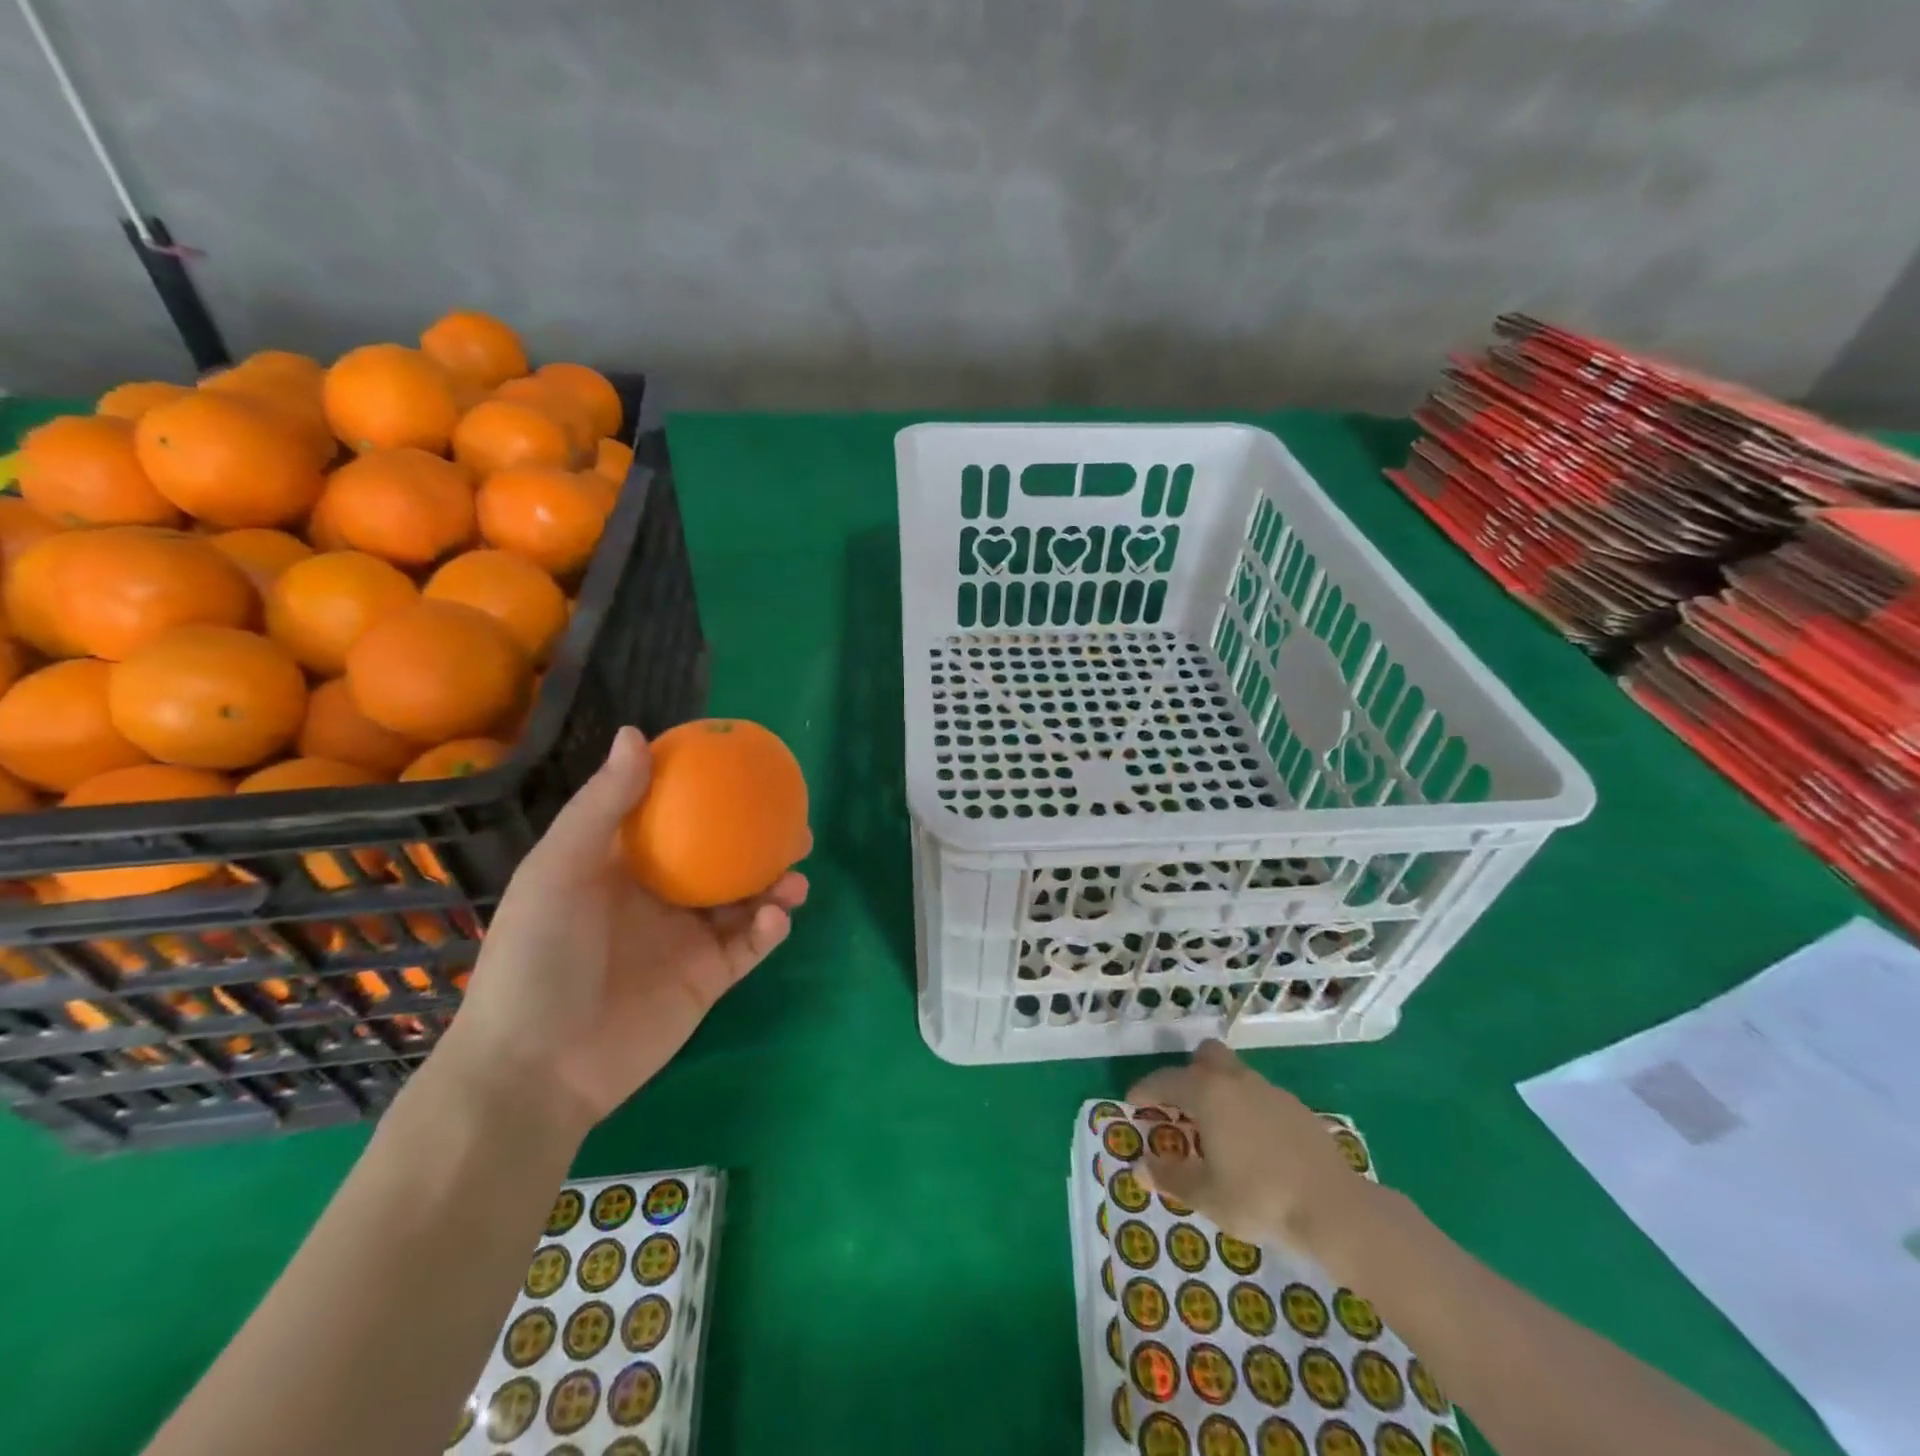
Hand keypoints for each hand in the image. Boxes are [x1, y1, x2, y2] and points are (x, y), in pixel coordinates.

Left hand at [439, 726, 807, 1137]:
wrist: (537, 1066)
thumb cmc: (539, 954)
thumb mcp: (560, 869)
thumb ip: (603, 805)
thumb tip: (638, 733)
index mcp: (625, 865)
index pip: (674, 816)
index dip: (710, 792)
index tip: (747, 768)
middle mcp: (661, 896)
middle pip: (724, 857)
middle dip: (762, 841)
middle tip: (796, 826)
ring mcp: (687, 939)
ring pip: (746, 900)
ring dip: (776, 885)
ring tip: (796, 876)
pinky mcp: (707, 979)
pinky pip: (749, 946)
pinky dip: (769, 930)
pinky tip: (774, 919)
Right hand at [1128, 1040, 1367, 1253]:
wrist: (1335, 1208)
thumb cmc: (1259, 1198)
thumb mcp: (1207, 1196)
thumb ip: (1170, 1177)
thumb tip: (1140, 1167)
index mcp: (1208, 1094)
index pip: (1166, 1081)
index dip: (1146, 1090)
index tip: (1133, 1102)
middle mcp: (1237, 1081)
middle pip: (1207, 1057)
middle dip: (1189, 1073)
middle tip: (1181, 1105)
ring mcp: (1271, 1092)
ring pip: (1236, 1075)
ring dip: (1220, 1091)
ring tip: (1216, 1129)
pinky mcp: (1297, 1109)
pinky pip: (1261, 1097)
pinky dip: (1248, 1110)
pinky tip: (1253, 1144)